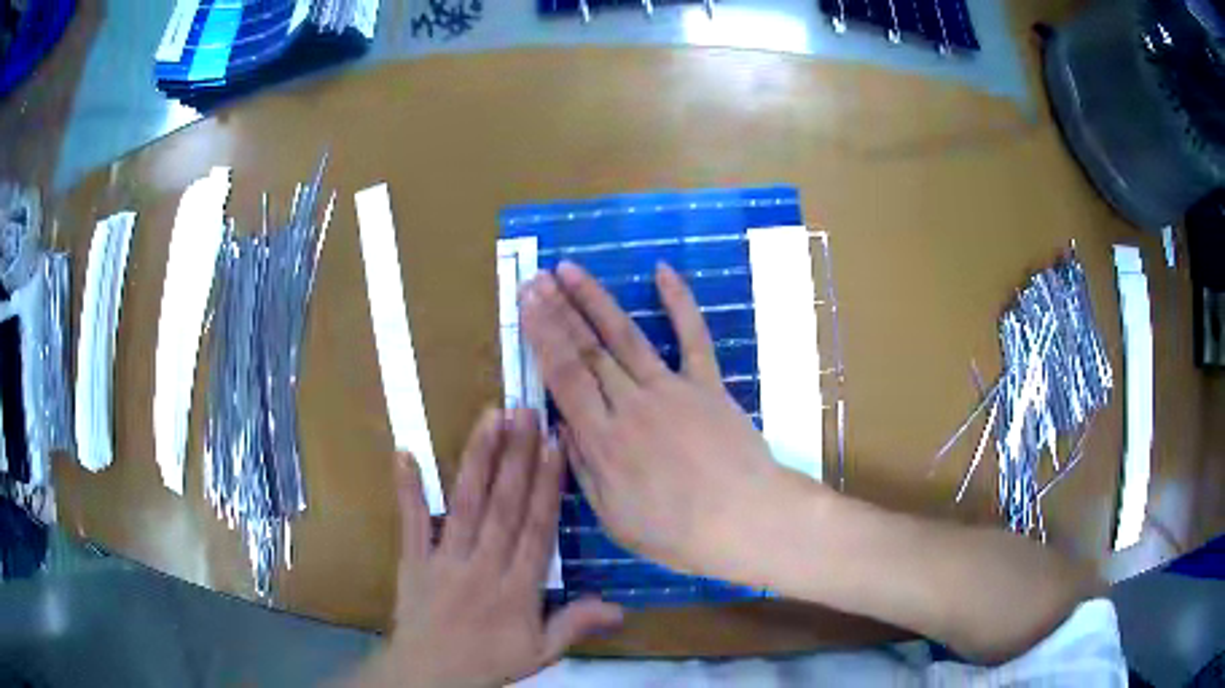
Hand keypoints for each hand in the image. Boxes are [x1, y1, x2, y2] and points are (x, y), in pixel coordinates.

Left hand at [351, 408, 622, 687]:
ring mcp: (445, 559)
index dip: (547, 486)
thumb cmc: (488, 662)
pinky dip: (407, 488)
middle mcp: (483, 565)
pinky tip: (405, 452)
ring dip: (477, 459)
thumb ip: (576, 625)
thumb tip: (621, 609)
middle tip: (526, 412)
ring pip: (464, 504)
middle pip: (503, 505)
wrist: (430, 676)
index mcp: (517, 588)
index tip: (555, 445)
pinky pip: (410, 521)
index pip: (537, 528)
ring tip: (489, 418)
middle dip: (517, 456)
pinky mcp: (413, 559)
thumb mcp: (541, 653)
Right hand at [519, 261, 817, 583]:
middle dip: (558, 310)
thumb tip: (561, 425)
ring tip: (571, 270)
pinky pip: (693, 338)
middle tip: (536, 278)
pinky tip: (663, 272)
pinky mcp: (709, 385)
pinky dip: (680, 303)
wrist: (746, 522)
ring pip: (627, 336)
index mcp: (604, 440)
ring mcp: (673, 389)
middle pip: (588, 350)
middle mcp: (632, 405)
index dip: (542, 336)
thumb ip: (583, 467)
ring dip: (596, 300)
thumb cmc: (677, 531)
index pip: (564, 377)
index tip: (526, 303)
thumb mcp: (613, 517)